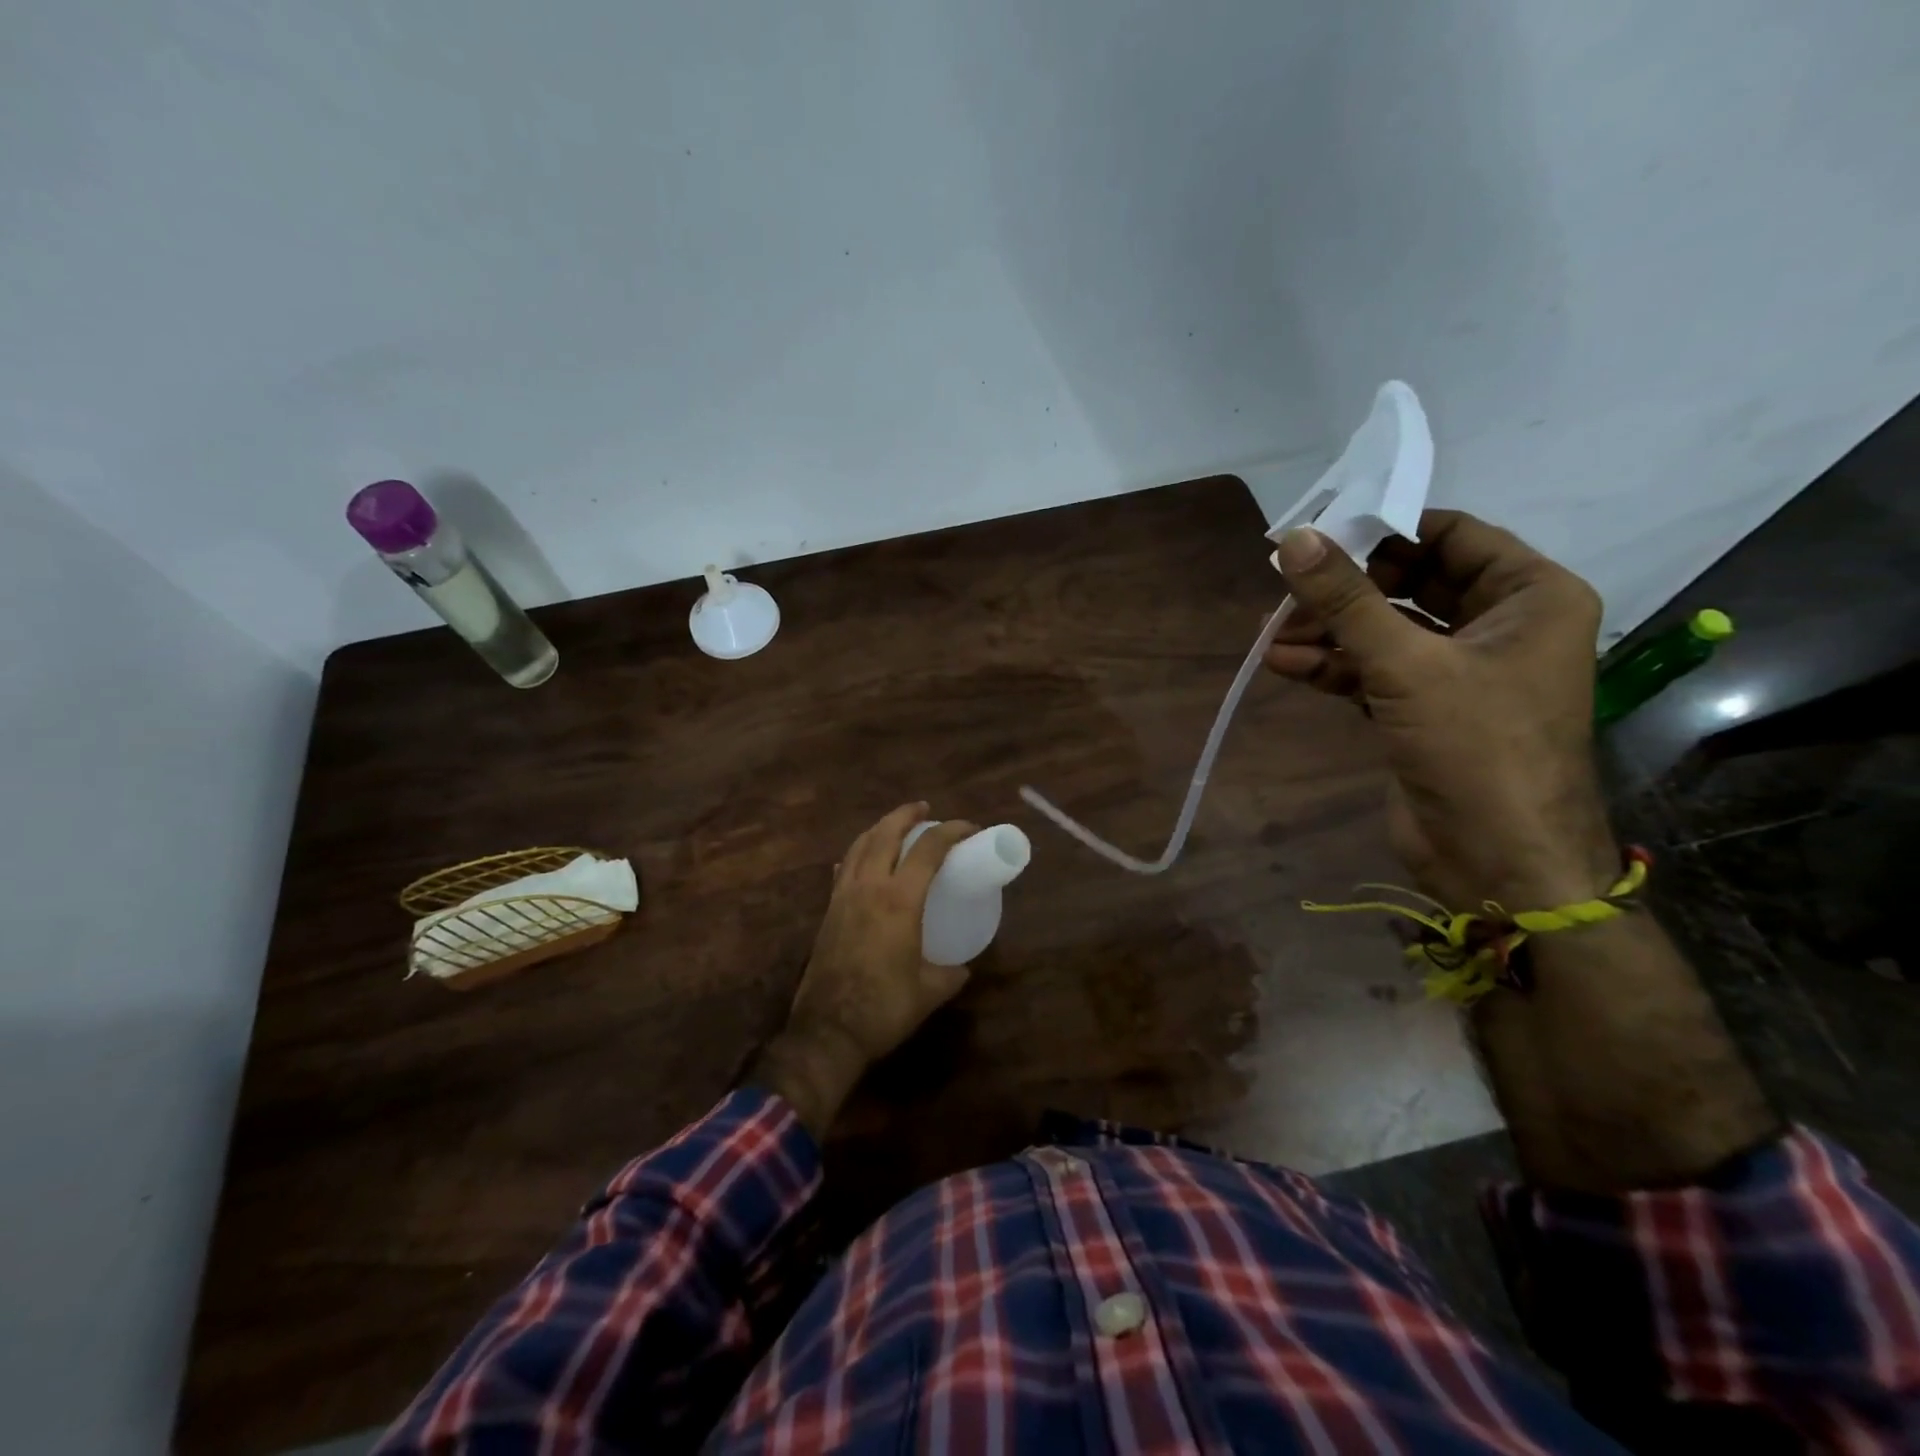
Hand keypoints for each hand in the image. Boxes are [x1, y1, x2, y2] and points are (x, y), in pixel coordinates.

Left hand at [748, 803, 977, 1139]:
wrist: (828, 1031)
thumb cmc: (884, 1008)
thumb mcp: (929, 992)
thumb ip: (950, 974)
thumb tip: (962, 968)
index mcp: (899, 901)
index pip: (928, 850)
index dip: (951, 831)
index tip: (969, 829)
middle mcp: (869, 888)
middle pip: (886, 834)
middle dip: (906, 815)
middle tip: (924, 809)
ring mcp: (843, 897)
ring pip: (860, 846)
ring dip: (879, 828)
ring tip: (895, 826)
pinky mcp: (828, 912)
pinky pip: (844, 869)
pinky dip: (857, 854)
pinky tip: (861, 859)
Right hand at [1266, 510, 1616, 911]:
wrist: (1496, 860)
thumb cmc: (1476, 747)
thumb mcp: (1407, 665)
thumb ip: (1346, 602)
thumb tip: (1295, 540)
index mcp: (1530, 597)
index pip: (1452, 536)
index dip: (1385, 530)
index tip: (1321, 532)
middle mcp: (1500, 625)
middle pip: (1410, 583)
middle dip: (1346, 591)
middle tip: (1288, 591)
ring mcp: (1459, 670)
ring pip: (1385, 630)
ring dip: (1328, 632)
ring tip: (1272, 635)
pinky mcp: (1424, 708)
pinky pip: (1374, 670)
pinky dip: (1332, 666)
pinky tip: (1284, 664)